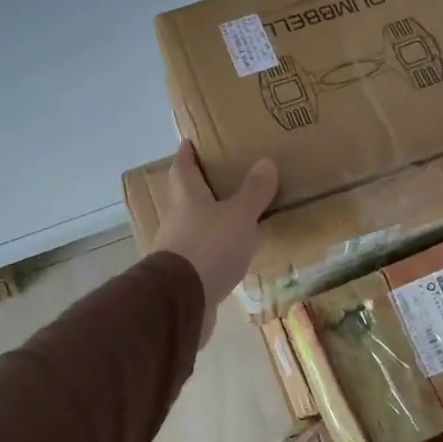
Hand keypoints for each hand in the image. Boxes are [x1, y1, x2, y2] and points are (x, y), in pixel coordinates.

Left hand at [153, 141, 277, 344]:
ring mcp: (176, 248)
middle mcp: (176, 218)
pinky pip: (201, 253)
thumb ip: (253, 192)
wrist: (181, 301)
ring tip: (233, 214)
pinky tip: (230, 253)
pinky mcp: (183, 275)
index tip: (190, 140)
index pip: (183, 166)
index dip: (187, 152)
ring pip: (193, 225)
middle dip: (200, 185)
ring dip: (209, 219)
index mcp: (186, 196)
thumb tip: (265, 161)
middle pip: (185, 195)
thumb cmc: (209, 247)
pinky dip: (214, 248)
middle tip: (222, 175)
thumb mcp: (239, 216)